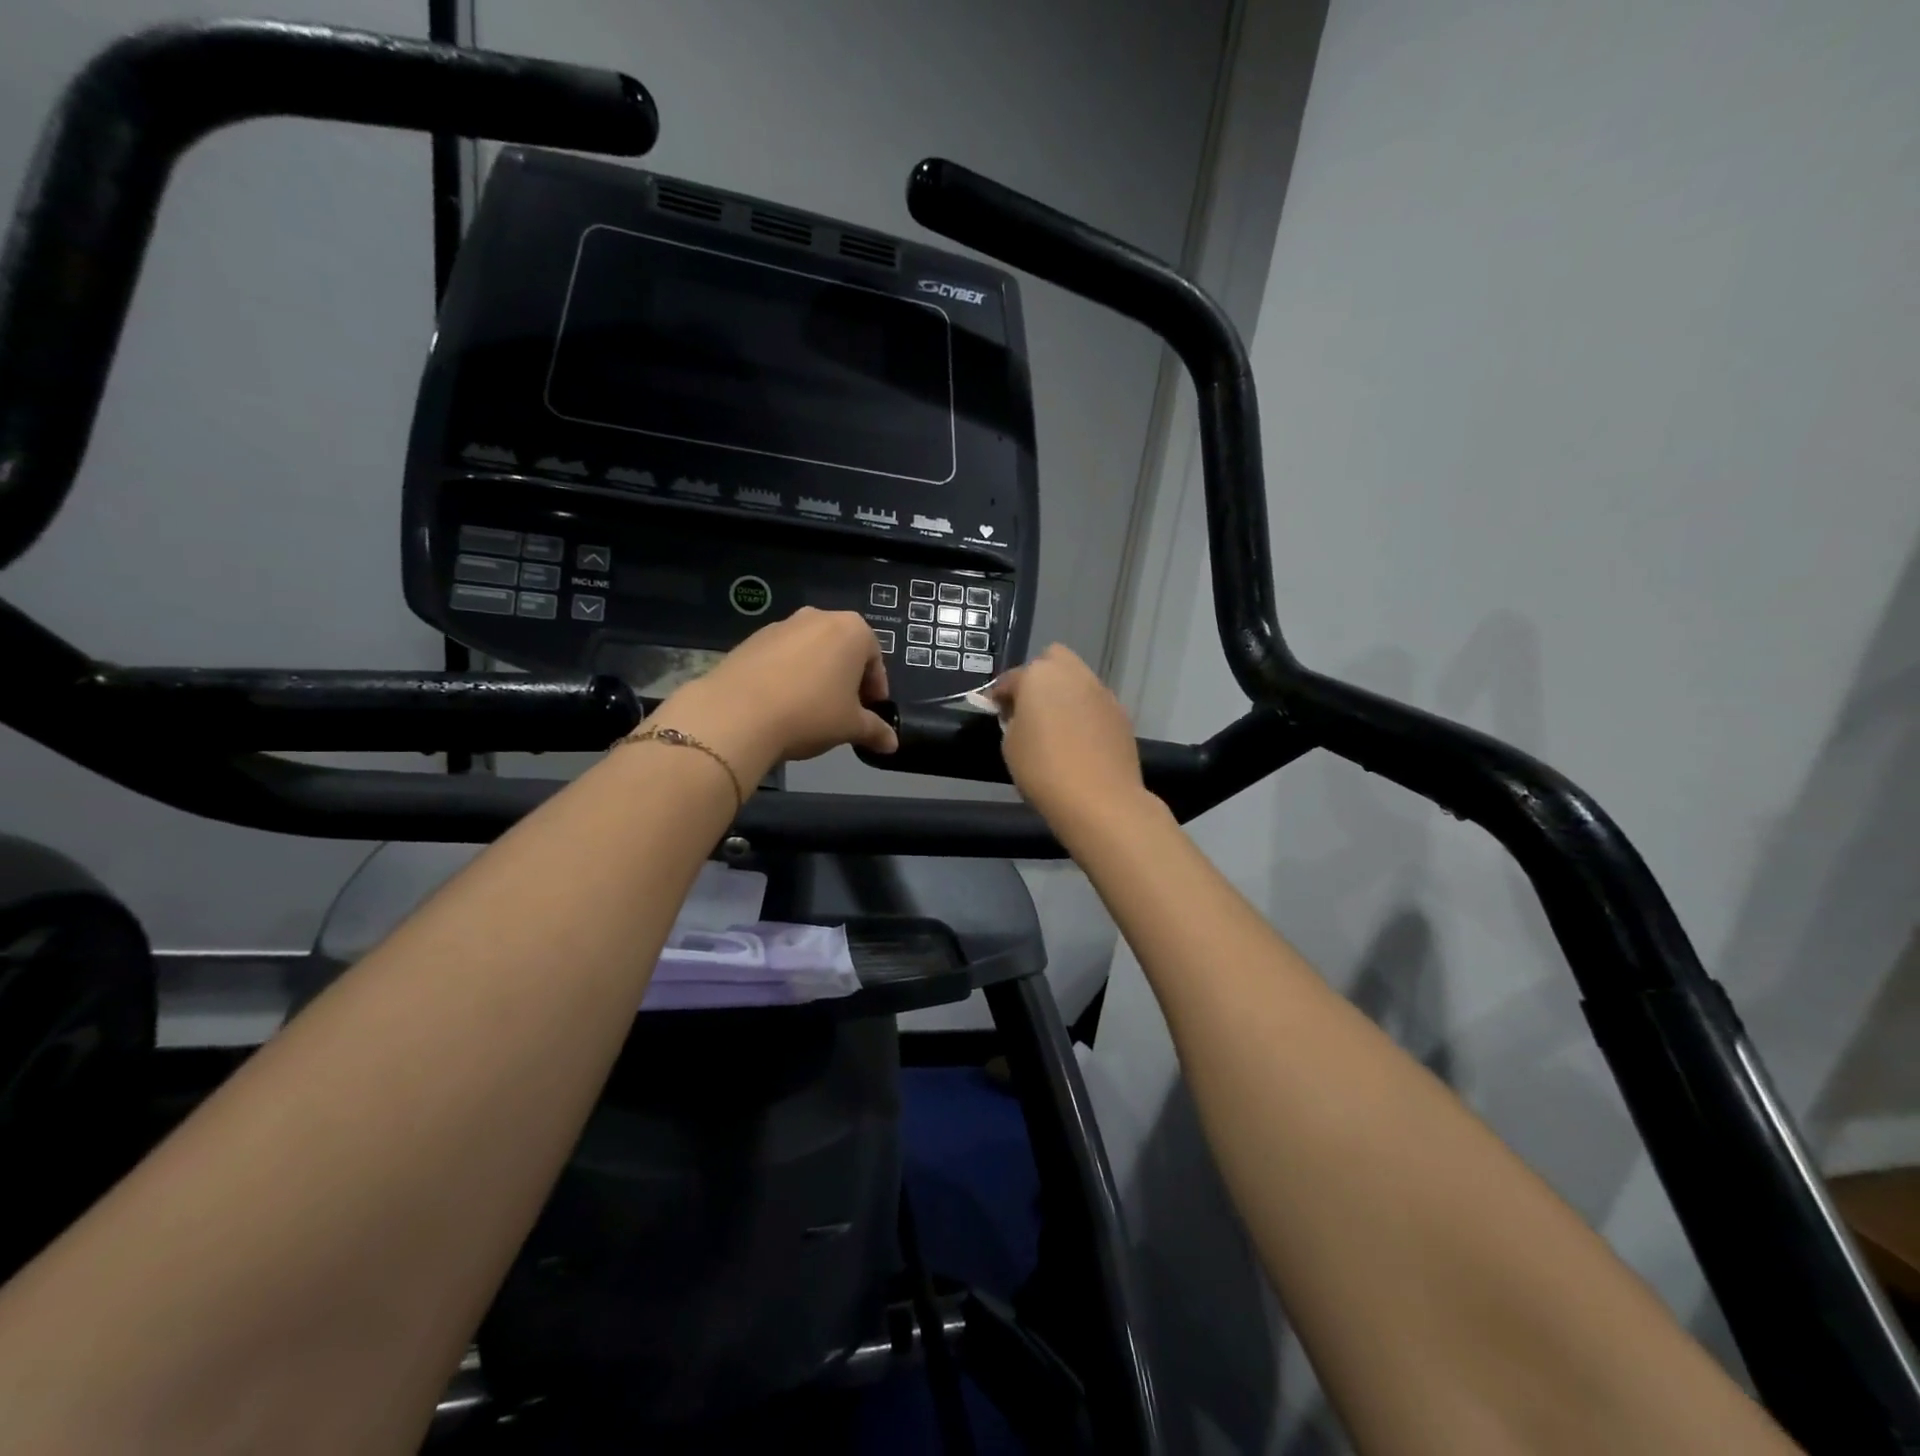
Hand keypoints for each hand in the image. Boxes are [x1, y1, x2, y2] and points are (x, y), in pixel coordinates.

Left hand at [652, 609, 898, 778]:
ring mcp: (781, 625)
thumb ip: (875, 730)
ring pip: (810, 652)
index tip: (871, 712)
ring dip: (816, 676)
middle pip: (842, 650)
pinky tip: (781, 705)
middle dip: (846, 679)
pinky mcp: (751, 639)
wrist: (738, 713)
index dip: (876, 689)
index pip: (875, 659)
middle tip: (844, 711)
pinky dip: (788, 676)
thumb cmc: (811, 713)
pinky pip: (781, 657)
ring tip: (810, 710)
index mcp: (852, 630)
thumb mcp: (851, 726)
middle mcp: (818, 617)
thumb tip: (892, 743)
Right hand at [989, 645, 1145, 830]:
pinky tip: (1079, 740)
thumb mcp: (1010, 745)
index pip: (1013, 677)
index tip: (995, 712)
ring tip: (1056, 726)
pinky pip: (1095, 704)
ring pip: (1078, 680)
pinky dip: (1084, 713)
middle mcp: (1074, 674)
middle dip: (1039, 677)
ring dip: (1065, 694)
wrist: (1100, 800)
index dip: (1000, 694)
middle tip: (1029, 708)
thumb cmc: (1043, 769)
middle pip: (1053, 660)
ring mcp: (1102, 692)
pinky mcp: (1121, 714)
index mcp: (1040, 676)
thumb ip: (1012, 720)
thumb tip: (1020, 714)